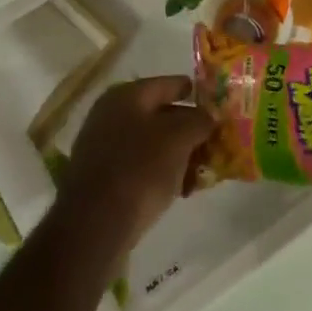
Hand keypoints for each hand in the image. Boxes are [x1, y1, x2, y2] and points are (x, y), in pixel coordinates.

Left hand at [57, 76, 212, 257]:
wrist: (94, 226)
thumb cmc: (140, 169)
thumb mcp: (180, 138)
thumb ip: (200, 120)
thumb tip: (208, 115)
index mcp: (127, 95)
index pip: (169, 84)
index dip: (195, 93)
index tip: (217, 106)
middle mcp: (110, 114)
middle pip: (160, 115)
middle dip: (189, 129)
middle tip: (213, 143)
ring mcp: (102, 147)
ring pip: (151, 143)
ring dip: (177, 154)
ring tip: (199, 172)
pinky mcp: (101, 178)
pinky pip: (139, 166)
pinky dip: (160, 173)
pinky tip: (179, 190)